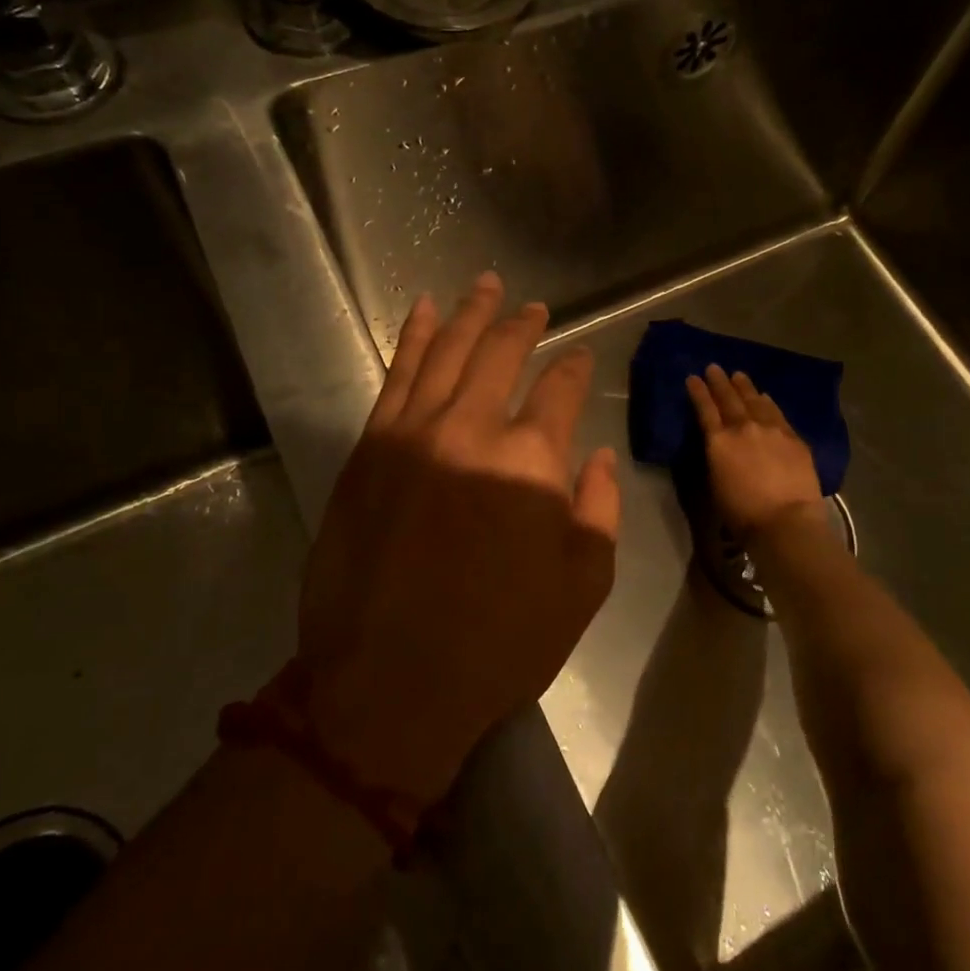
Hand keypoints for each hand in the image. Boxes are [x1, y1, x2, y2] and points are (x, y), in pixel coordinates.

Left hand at [289, 273, 620, 808]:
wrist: (387, 685)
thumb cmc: (498, 644)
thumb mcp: (581, 586)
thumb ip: (598, 509)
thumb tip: (598, 456)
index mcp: (532, 461)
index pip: (559, 389)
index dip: (573, 367)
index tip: (579, 355)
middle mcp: (472, 429)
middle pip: (501, 355)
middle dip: (523, 325)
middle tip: (534, 306)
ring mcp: (414, 433)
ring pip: (447, 351)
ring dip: (470, 314)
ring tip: (485, 285)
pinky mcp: (370, 447)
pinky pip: (396, 376)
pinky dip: (413, 338)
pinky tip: (425, 313)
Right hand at [686, 364, 824, 542]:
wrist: (786, 521)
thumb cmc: (742, 513)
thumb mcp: (716, 484)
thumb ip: (717, 457)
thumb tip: (721, 445)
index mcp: (718, 442)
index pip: (705, 409)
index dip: (698, 392)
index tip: (693, 377)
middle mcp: (743, 428)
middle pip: (729, 398)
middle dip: (719, 382)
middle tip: (714, 368)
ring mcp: (771, 429)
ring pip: (755, 400)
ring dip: (745, 387)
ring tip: (739, 375)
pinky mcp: (793, 437)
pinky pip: (777, 413)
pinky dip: (768, 402)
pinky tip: (766, 397)